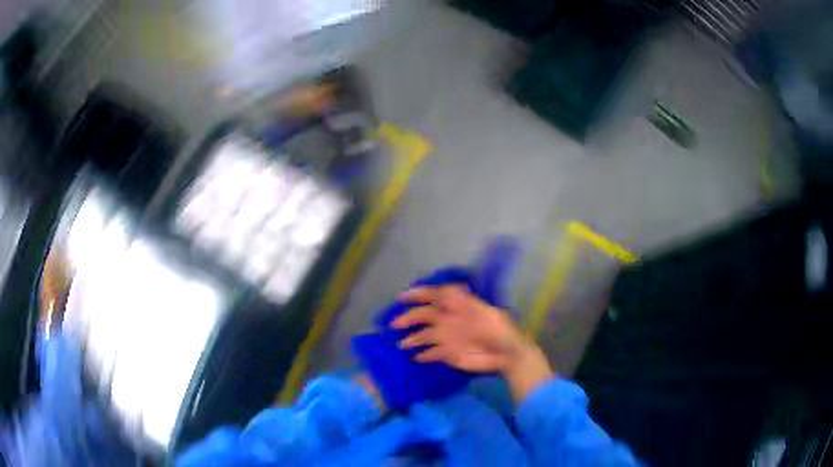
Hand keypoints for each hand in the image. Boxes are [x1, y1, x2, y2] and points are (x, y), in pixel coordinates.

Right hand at [393, 285, 553, 401]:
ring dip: (412, 339)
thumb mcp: (487, 313)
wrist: (509, 355)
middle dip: (408, 317)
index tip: (402, 297)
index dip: (418, 294)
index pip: (435, 296)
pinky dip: (423, 356)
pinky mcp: (448, 355)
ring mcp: (447, 338)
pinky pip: (431, 354)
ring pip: (423, 336)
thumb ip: (467, 303)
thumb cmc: (500, 331)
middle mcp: (449, 320)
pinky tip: (417, 358)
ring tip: (402, 345)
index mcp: (458, 307)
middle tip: (395, 325)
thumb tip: (448, 290)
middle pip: (423, 316)